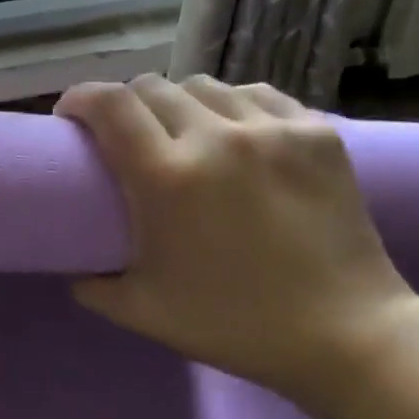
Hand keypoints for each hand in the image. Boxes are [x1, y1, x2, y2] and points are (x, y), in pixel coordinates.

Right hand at [55, 75, 418, 403]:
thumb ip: (93, 285)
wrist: (347, 334)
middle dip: (125, 104)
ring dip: (178, 102)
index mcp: (167, 178)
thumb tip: (74, 269)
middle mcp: (216, 138)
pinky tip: (236, 133)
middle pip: (152, 87)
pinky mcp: (316, 132)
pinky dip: (232, 106)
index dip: (79, 98)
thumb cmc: (235, 325)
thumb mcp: (144, 313)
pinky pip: (257, 95)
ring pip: (204, 84)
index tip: (71, 116)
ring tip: (182, 132)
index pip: (109, 104)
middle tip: (125, 135)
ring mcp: (272, 130)